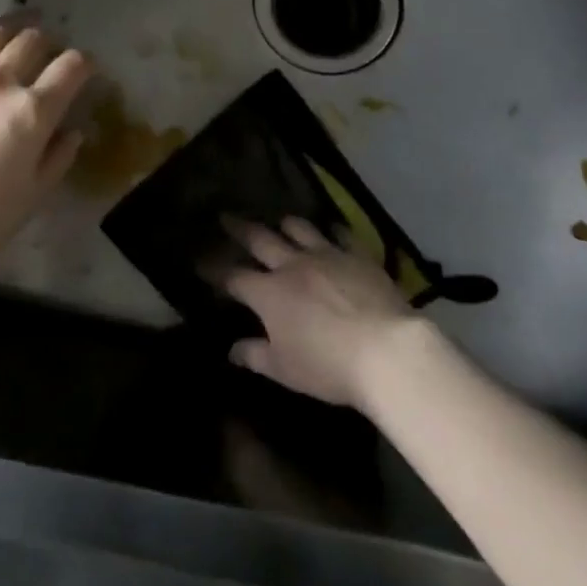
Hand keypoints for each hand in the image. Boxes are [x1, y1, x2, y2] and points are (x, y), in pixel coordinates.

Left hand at [0, 20, 91, 271]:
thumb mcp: (32, 196)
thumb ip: (58, 158)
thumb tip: (73, 131)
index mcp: (33, 111)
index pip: (71, 67)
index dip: (85, 63)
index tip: (88, 68)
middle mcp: (1, 82)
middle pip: (33, 41)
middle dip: (50, 41)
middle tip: (52, 49)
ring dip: (14, 25)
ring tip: (22, 22)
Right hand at [225, 217, 424, 408]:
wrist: (386, 349)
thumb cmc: (328, 366)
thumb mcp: (285, 369)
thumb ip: (256, 355)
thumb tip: (232, 349)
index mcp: (269, 293)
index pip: (233, 276)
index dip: (214, 269)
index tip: (200, 262)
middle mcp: (292, 265)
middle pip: (260, 239)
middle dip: (239, 229)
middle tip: (226, 217)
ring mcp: (326, 255)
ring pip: (299, 229)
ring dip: (285, 224)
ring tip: (279, 221)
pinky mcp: (357, 255)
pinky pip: (341, 235)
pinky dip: (332, 231)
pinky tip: (332, 230)